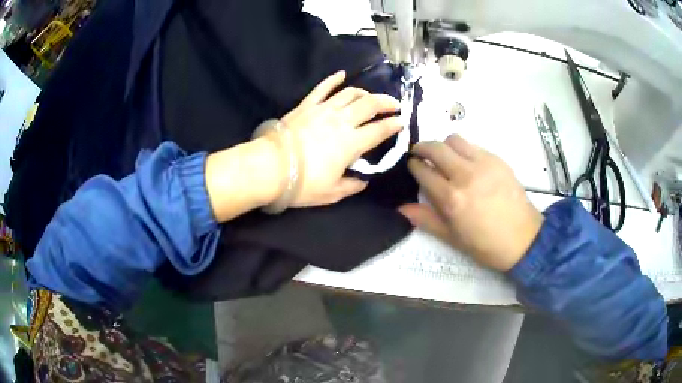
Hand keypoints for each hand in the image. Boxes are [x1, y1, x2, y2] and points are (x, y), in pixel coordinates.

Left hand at [273, 71, 401, 206]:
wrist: (270, 167)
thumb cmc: (303, 183)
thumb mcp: (332, 193)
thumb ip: (352, 186)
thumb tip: (363, 181)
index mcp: (352, 143)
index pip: (380, 130)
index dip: (393, 125)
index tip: (401, 122)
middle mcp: (342, 121)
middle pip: (369, 105)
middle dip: (386, 103)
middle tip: (394, 104)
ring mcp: (324, 109)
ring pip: (350, 93)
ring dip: (364, 93)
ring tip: (370, 96)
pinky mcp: (306, 105)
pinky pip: (322, 87)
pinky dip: (333, 79)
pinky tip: (342, 74)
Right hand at [399, 135, 544, 271]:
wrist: (523, 239)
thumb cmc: (485, 244)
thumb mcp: (452, 238)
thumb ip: (426, 219)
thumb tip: (401, 208)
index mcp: (451, 198)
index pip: (423, 171)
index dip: (413, 165)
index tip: (411, 165)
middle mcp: (465, 174)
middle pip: (436, 147)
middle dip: (422, 147)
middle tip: (420, 153)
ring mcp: (483, 163)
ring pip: (454, 140)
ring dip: (444, 145)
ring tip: (444, 157)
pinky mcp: (497, 159)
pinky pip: (473, 145)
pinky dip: (463, 149)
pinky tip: (466, 163)